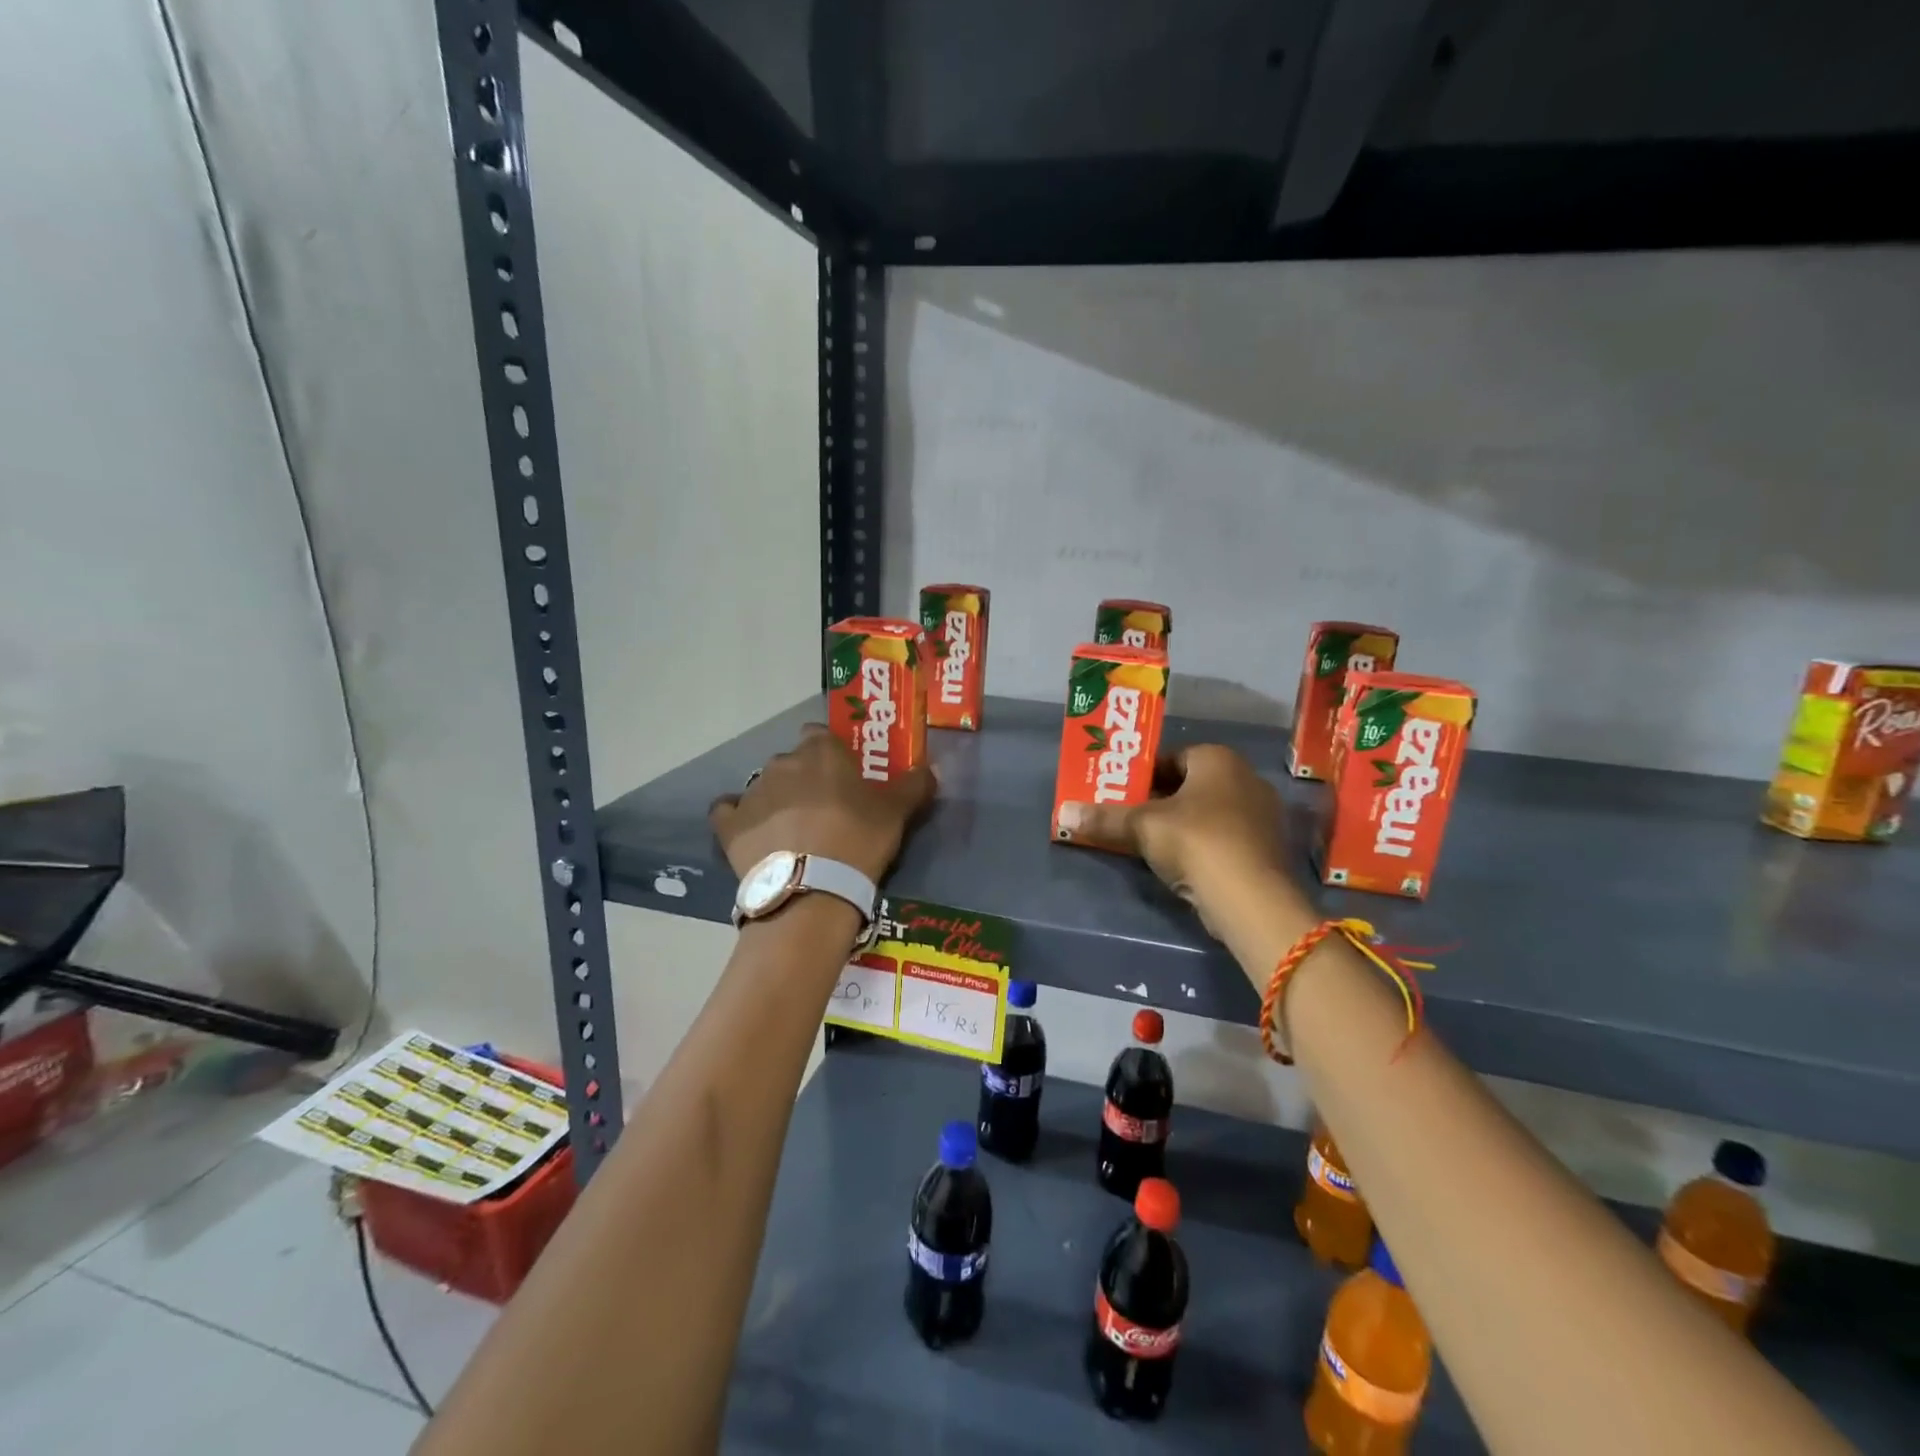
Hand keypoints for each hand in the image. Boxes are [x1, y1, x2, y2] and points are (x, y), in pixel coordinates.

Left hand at [709, 725, 935, 883]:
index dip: (831, 754)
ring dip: (777, 800)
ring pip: (765, 786)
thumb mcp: (897, 812)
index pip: (820, 735)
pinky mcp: (730, 824)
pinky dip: (738, 818)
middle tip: (823, 809)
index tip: (843, 776)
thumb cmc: (858, 839)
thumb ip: (915, 784)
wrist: (812, 889)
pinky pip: (729, 811)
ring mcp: (752, 792)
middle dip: (804, 779)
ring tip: (794, 833)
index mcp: (821, 751)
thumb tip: (933, 768)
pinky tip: (752, 835)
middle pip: (793, 761)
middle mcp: (782, 762)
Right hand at [1056, 745, 1302, 937]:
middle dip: (1160, 800)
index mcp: (1218, 759)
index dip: (1143, 775)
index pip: (1172, 757)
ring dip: (1180, 825)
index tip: (1121, 794)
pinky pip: (1224, 837)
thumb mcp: (1142, 827)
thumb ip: (1104, 818)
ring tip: (1149, 843)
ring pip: (1208, 813)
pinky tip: (1181, 865)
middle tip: (1129, 818)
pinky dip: (1202, 846)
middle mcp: (1246, 778)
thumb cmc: (1195, 841)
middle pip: (1190, 785)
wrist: (1250, 897)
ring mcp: (1261, 815)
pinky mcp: (1266, 849)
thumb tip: (1062, 813)